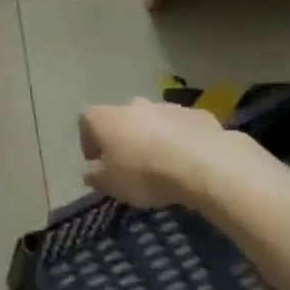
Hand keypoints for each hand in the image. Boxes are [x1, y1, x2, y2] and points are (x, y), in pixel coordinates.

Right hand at [79, 99, 263, 209]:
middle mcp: (132, 104)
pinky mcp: (197, 115)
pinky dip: (183, 140)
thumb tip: (91, 171)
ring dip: (154, 138)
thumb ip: (95, 176)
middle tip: (132, 165)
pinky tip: (191, 161)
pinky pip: (183, 127)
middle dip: (124, 138)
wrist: (204, 164)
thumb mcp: (110, 185)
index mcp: (105, 118)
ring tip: (164, 165)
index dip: (89, 142)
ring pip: (154, 121)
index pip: (86, 121)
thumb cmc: (145, 173)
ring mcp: (167, 107)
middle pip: (122, 118)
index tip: (98, 163)